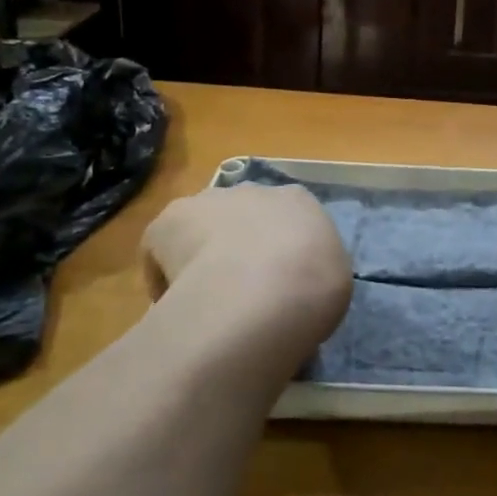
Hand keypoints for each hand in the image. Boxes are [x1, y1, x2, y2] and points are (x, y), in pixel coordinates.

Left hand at [141, 184, 352, 374]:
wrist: (264, 294)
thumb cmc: (312, 289)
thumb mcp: (333, 283)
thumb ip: (312, 274)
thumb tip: (294, 288)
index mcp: (298, 202)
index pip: (288, 218)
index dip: (280, 251)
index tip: (277, 284)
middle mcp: (255, 191)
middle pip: (243, 215)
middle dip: (239, 245)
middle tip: (240, 292)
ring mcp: (212, 199)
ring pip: (203, 225)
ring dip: (202, 251)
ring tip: (203, 300)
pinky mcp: (172, 217)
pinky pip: (162, 245)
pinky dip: (164, 272)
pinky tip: (173, 304)